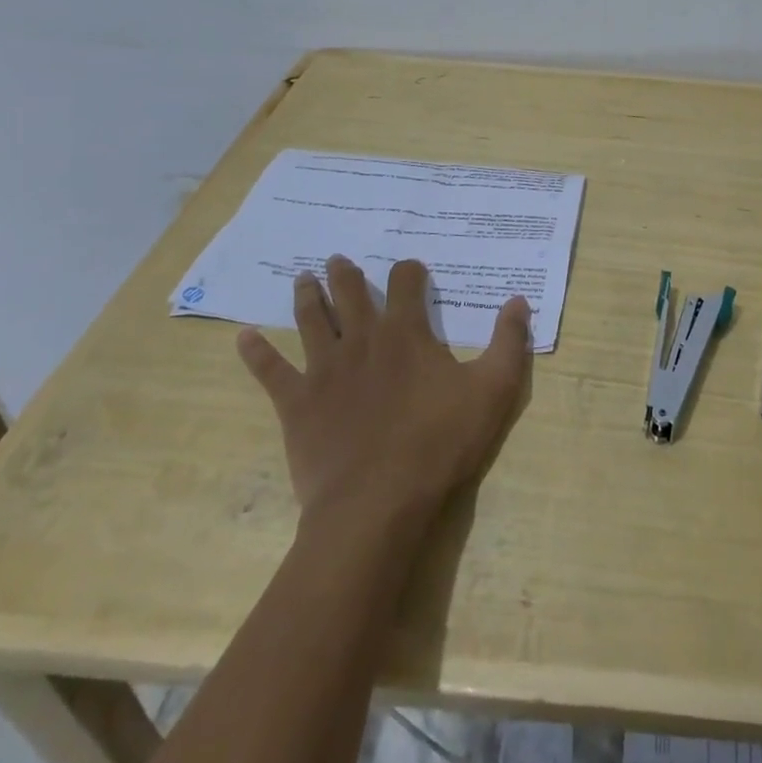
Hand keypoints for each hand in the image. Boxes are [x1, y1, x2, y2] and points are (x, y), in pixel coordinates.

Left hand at [236, 256, 531, 523]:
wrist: (377, 503)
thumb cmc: (440, 442)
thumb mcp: (493, 390)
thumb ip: (509, 341)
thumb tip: (519, 300)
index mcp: (406, 332)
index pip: (405, 281)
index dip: (410, 270)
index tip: (412, 270)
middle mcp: (362, 339)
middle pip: (350, 293)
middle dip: (346, 273)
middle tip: (337, 259)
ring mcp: (324, 369)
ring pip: (311, 320)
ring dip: (306, 296)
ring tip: (302, 278)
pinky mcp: (296, 403)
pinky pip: (271, 371)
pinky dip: (256, 352)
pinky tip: (242, 336)